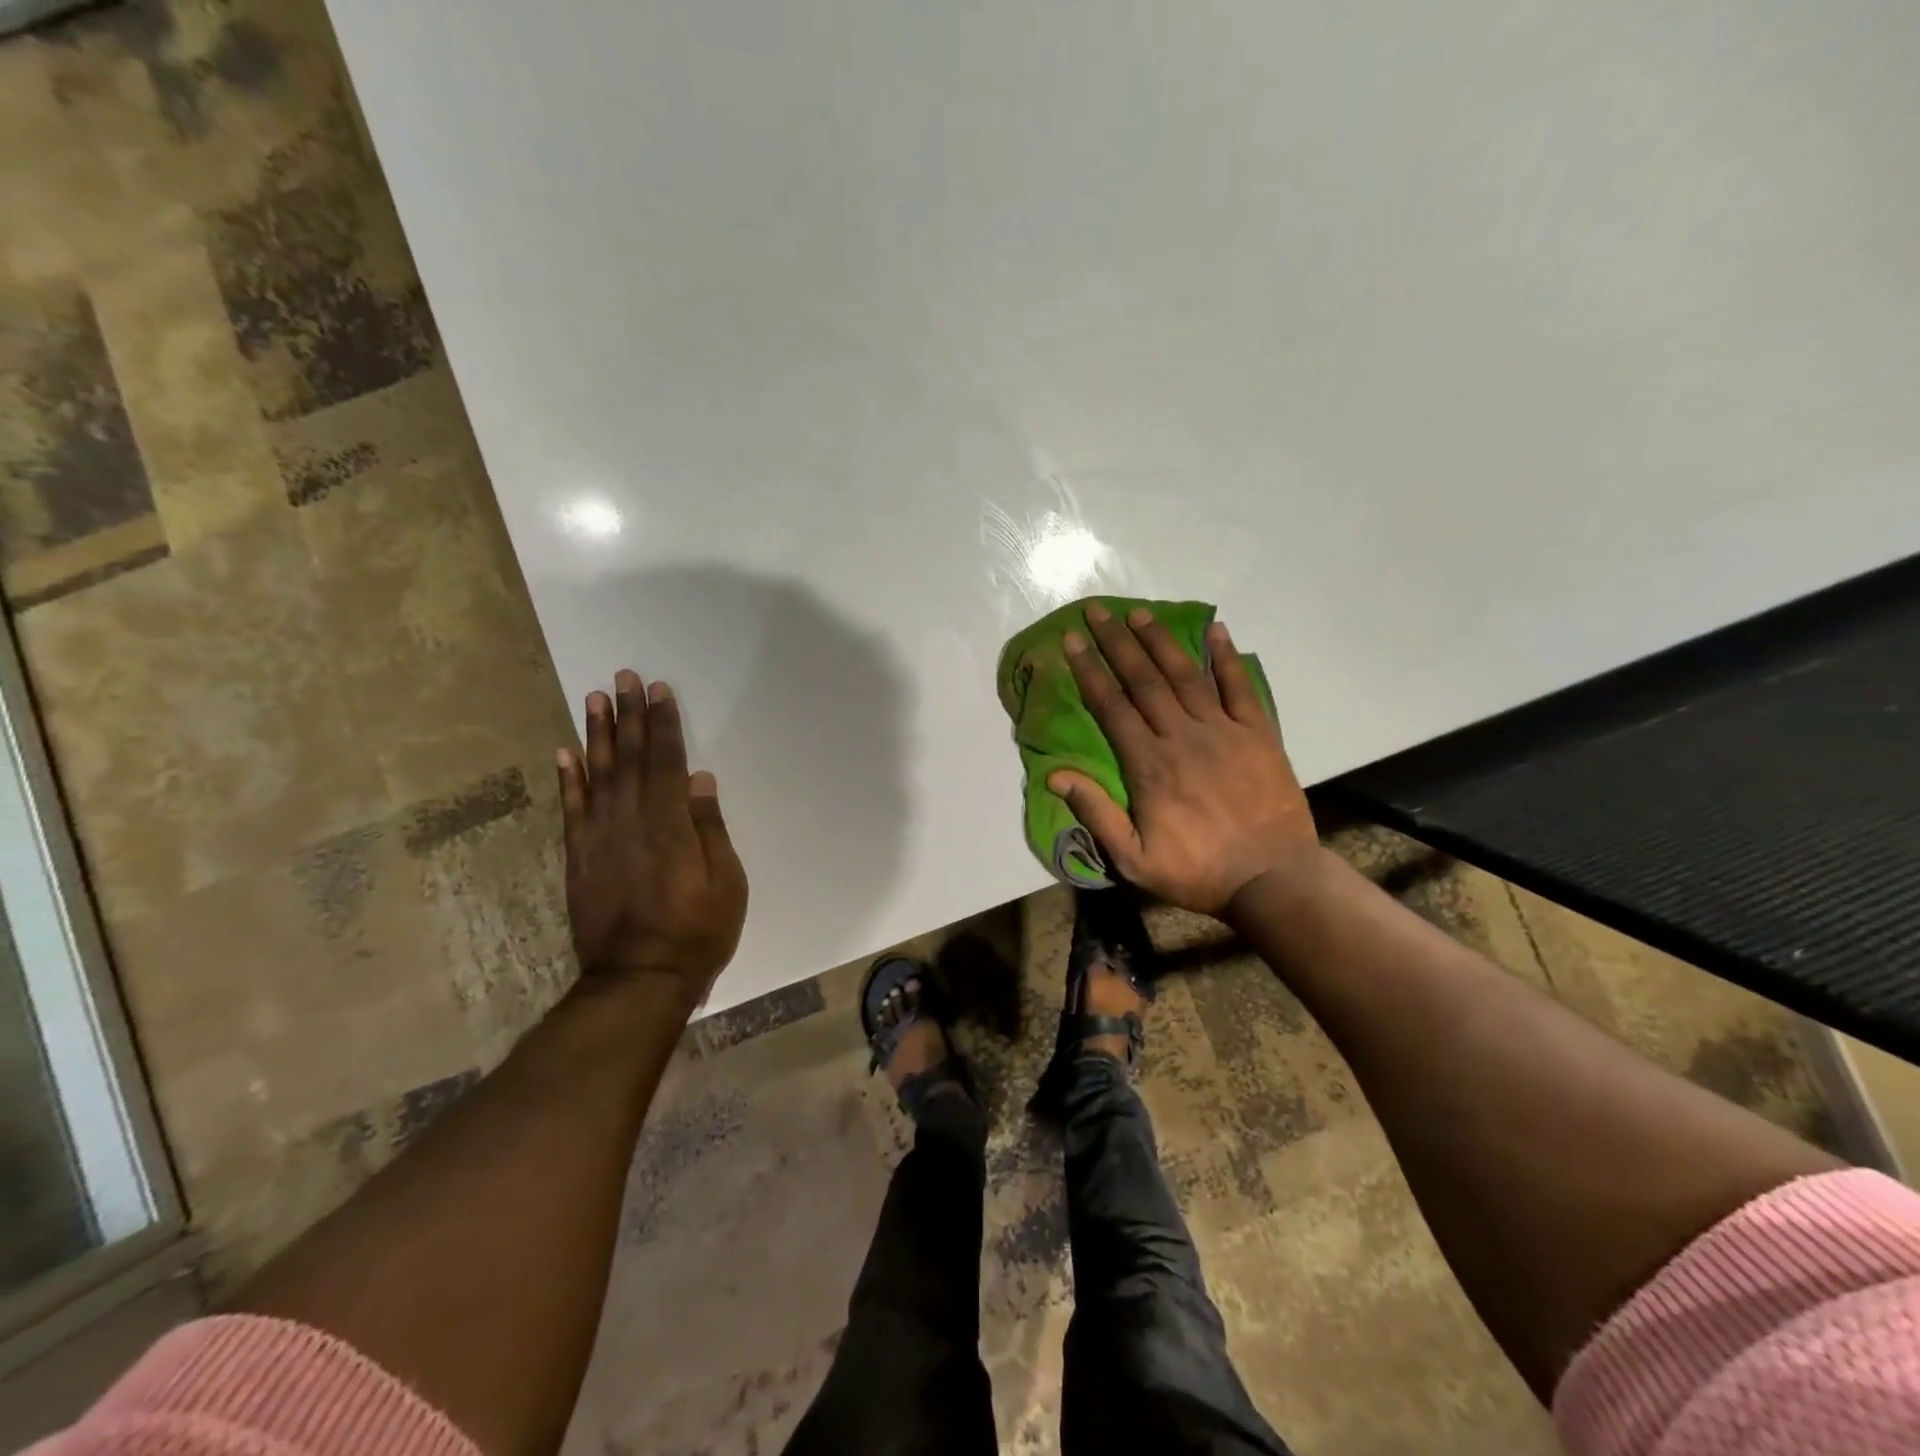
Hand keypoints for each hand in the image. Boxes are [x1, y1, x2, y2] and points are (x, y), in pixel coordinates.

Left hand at [558, 670, 748, 1010]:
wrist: (639, 980)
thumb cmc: (697, 931)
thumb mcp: (726, 882)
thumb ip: (709, 827)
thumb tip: (698, 779)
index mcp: (669, 825)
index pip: (665, 762)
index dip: (662, 724)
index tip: (659, 691)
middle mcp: (629, 822)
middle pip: (628, 759)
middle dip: (628, 715)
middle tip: (623, 677)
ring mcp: (599, 839)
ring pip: (597, 775)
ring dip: (596, 734)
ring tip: (594, 698)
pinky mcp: (579, 858)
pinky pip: (571, 810)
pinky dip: (567, 779)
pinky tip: (565, 752)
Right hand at [1050, 605, 1318, 916]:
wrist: (1272, 879)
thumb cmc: (1197, 872)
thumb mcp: (1133, 859)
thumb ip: (1096, 814)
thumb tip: (1055, 775)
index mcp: (1149, 765)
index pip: (1112, 706)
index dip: (1090, 671)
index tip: (1073, 641)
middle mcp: (1183, 737)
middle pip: (1144, 680)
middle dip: (1117, 643)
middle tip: (1098, 611)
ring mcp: (1224, 731)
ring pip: (1186, 676)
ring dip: (1161, 641)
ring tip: (1139, 613)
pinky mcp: (1258, 734)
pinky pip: (1241, 687)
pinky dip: (1227, 658)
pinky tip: (1217, 630)